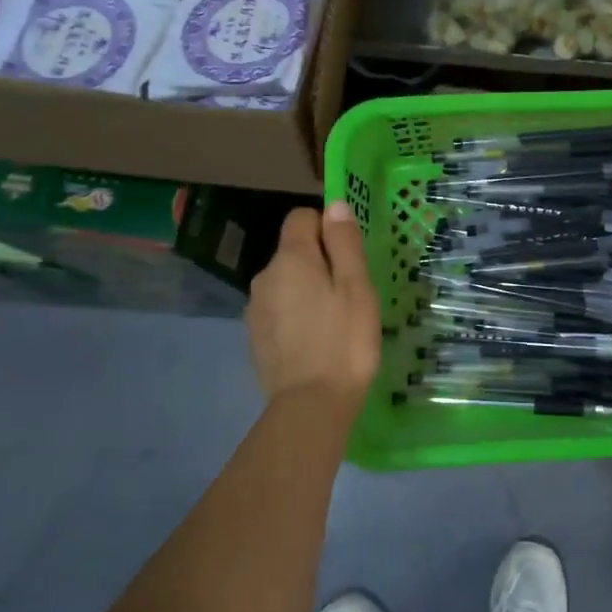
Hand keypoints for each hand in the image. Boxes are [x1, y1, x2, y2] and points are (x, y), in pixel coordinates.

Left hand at [246, 202, 381, 418]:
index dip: (326, 227)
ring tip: (334, 321)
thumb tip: (334, 205)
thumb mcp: (356, 287)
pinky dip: (296, 315)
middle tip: (350, 294)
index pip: (301, 218)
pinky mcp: (254, 337)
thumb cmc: (344, 341)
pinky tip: (315, 341)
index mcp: (291, 259)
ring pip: (286, 282)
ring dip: (307, 290)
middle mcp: (265, 276)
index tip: (349, 256)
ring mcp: (255, 308)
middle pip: (293, 252)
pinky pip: (279, 310)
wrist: (310, 406)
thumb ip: (344, 243)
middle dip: (319, 262)